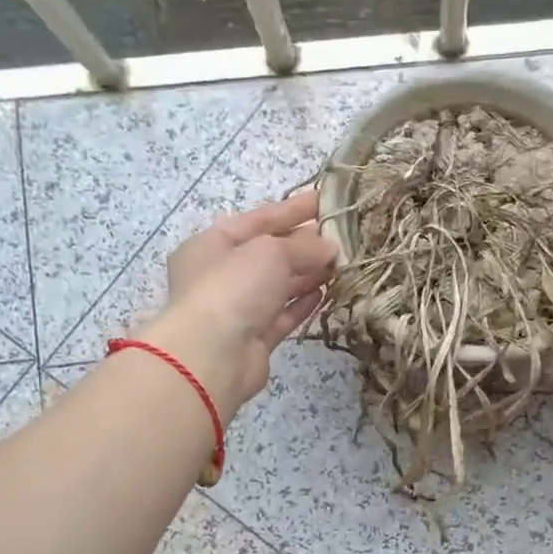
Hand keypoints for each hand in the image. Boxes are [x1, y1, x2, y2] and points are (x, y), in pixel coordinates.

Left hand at [133, 190, 337, 416]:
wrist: (213, 354)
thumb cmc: (233, 288)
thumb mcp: (270, 252)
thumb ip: (303, 246)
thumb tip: (330, 248)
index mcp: (212, 244)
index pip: (258, 220)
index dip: (292, 209)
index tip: (324, 200)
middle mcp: (221, 275)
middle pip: (268, 253)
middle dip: (303, 243)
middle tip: (340, 235)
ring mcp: (238, 309)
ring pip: (278, 286)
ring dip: (307, 274)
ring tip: (340, 263)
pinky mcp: (254, 338)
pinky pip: (282, 315)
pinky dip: (302, 303)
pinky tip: (325, 292)